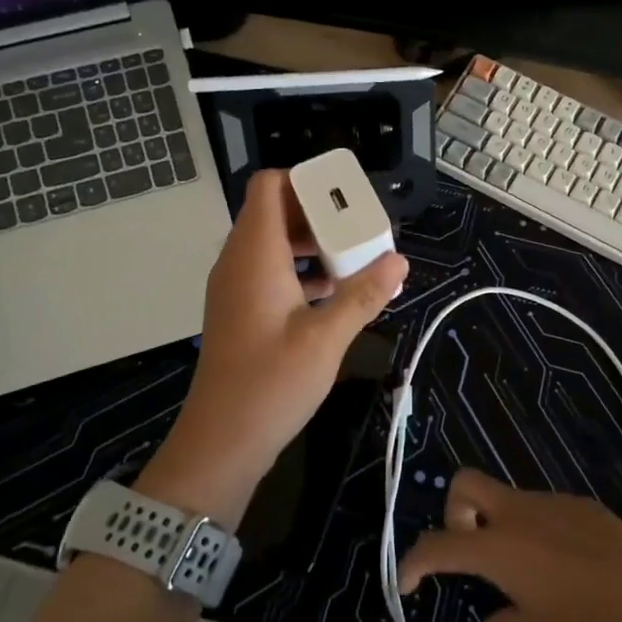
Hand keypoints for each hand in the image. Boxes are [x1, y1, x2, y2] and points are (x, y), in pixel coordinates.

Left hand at [142, 170, 407, 520]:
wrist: (221, 441)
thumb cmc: (271, 383)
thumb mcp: (326, 337)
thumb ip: (363, 294)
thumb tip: (399, 261)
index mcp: (254, 254)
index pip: (269, 185)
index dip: (306, 180)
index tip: (346, 197)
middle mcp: (239, 261)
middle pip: (275, 211)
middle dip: (319, 213)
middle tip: (360, 228)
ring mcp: (236, 287)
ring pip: (274, 243)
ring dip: (313, 244)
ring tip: (355, 259)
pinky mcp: (241, 310)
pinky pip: (271, 271)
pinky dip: (301, 271)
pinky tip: (336, 293)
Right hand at [397, 468, 621, 621]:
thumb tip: (493, 620)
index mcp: (498, 547)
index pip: (438, 545)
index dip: (413, 562)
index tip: (409, 584)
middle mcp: (518, 514)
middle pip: (466, 483)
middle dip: (455, 511)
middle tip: (470, 550)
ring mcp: (552, 503)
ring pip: (509, 499)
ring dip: (502, 525)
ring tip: (529, 573)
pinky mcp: (582, 505)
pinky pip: (545, 510)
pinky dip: (538, 531)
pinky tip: (566, 566)